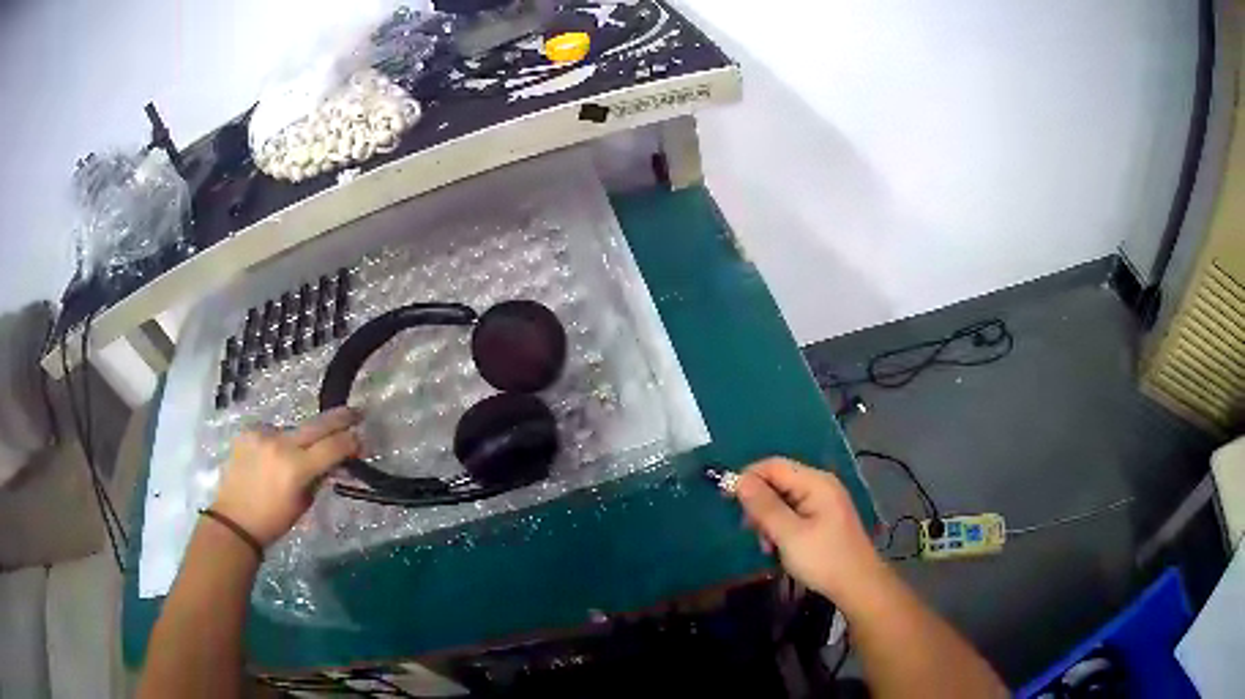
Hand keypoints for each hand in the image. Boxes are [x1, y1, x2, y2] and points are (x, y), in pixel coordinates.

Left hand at [212, 407, 361, 546]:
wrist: (234, 519)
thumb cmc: (274, 519)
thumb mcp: (304, 502)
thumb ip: (320, 476)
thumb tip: (336, 460)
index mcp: (297, 468)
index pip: (334, 446)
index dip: (351, 442)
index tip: (361, 440)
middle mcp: (281, 444)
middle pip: (317, 425)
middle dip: (340, 419)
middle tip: (356, 413)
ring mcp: (262, 434)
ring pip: (293, 429)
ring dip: (301, 439)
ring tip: (294, 457)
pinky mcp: (248, 431)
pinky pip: (272, 431)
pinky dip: (277, 441)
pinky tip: (271, 457)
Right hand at [735, 457, 883, 600]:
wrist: (858, 585)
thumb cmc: (823, 558)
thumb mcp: (789, 534)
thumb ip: (764, 506)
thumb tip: (738, 480)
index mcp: (815, 482)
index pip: (773, 465)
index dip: (747, 477)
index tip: (726, 500)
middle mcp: (820, 485)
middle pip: (778, 481)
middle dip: (759, 503)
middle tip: (751, 531)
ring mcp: (823, 502)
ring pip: (783, 500)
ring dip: (769, 520)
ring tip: (767, 546)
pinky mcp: (823, 519)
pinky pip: (793, 513)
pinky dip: (781, 528)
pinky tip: (778, 548)